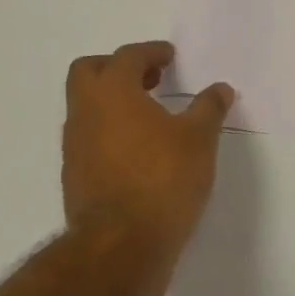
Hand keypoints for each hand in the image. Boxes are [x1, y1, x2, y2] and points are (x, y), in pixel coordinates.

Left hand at [62, 42, 234, 258]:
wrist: (122, 244)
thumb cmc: (163, 180)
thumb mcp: (199, 140)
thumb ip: (208, 109)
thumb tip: (220, 89)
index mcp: (113, 92)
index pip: (127, 56)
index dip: (150, 52)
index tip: (169, 57)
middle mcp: (85, 112)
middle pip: (89, 72)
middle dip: (117, 68)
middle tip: (149, 79)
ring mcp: (74, 146)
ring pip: (86, 108)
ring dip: (112, 103)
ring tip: (148, 118)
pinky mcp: (74, 176)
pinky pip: (89, 139)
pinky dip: (109, 133)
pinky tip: (137, 153)